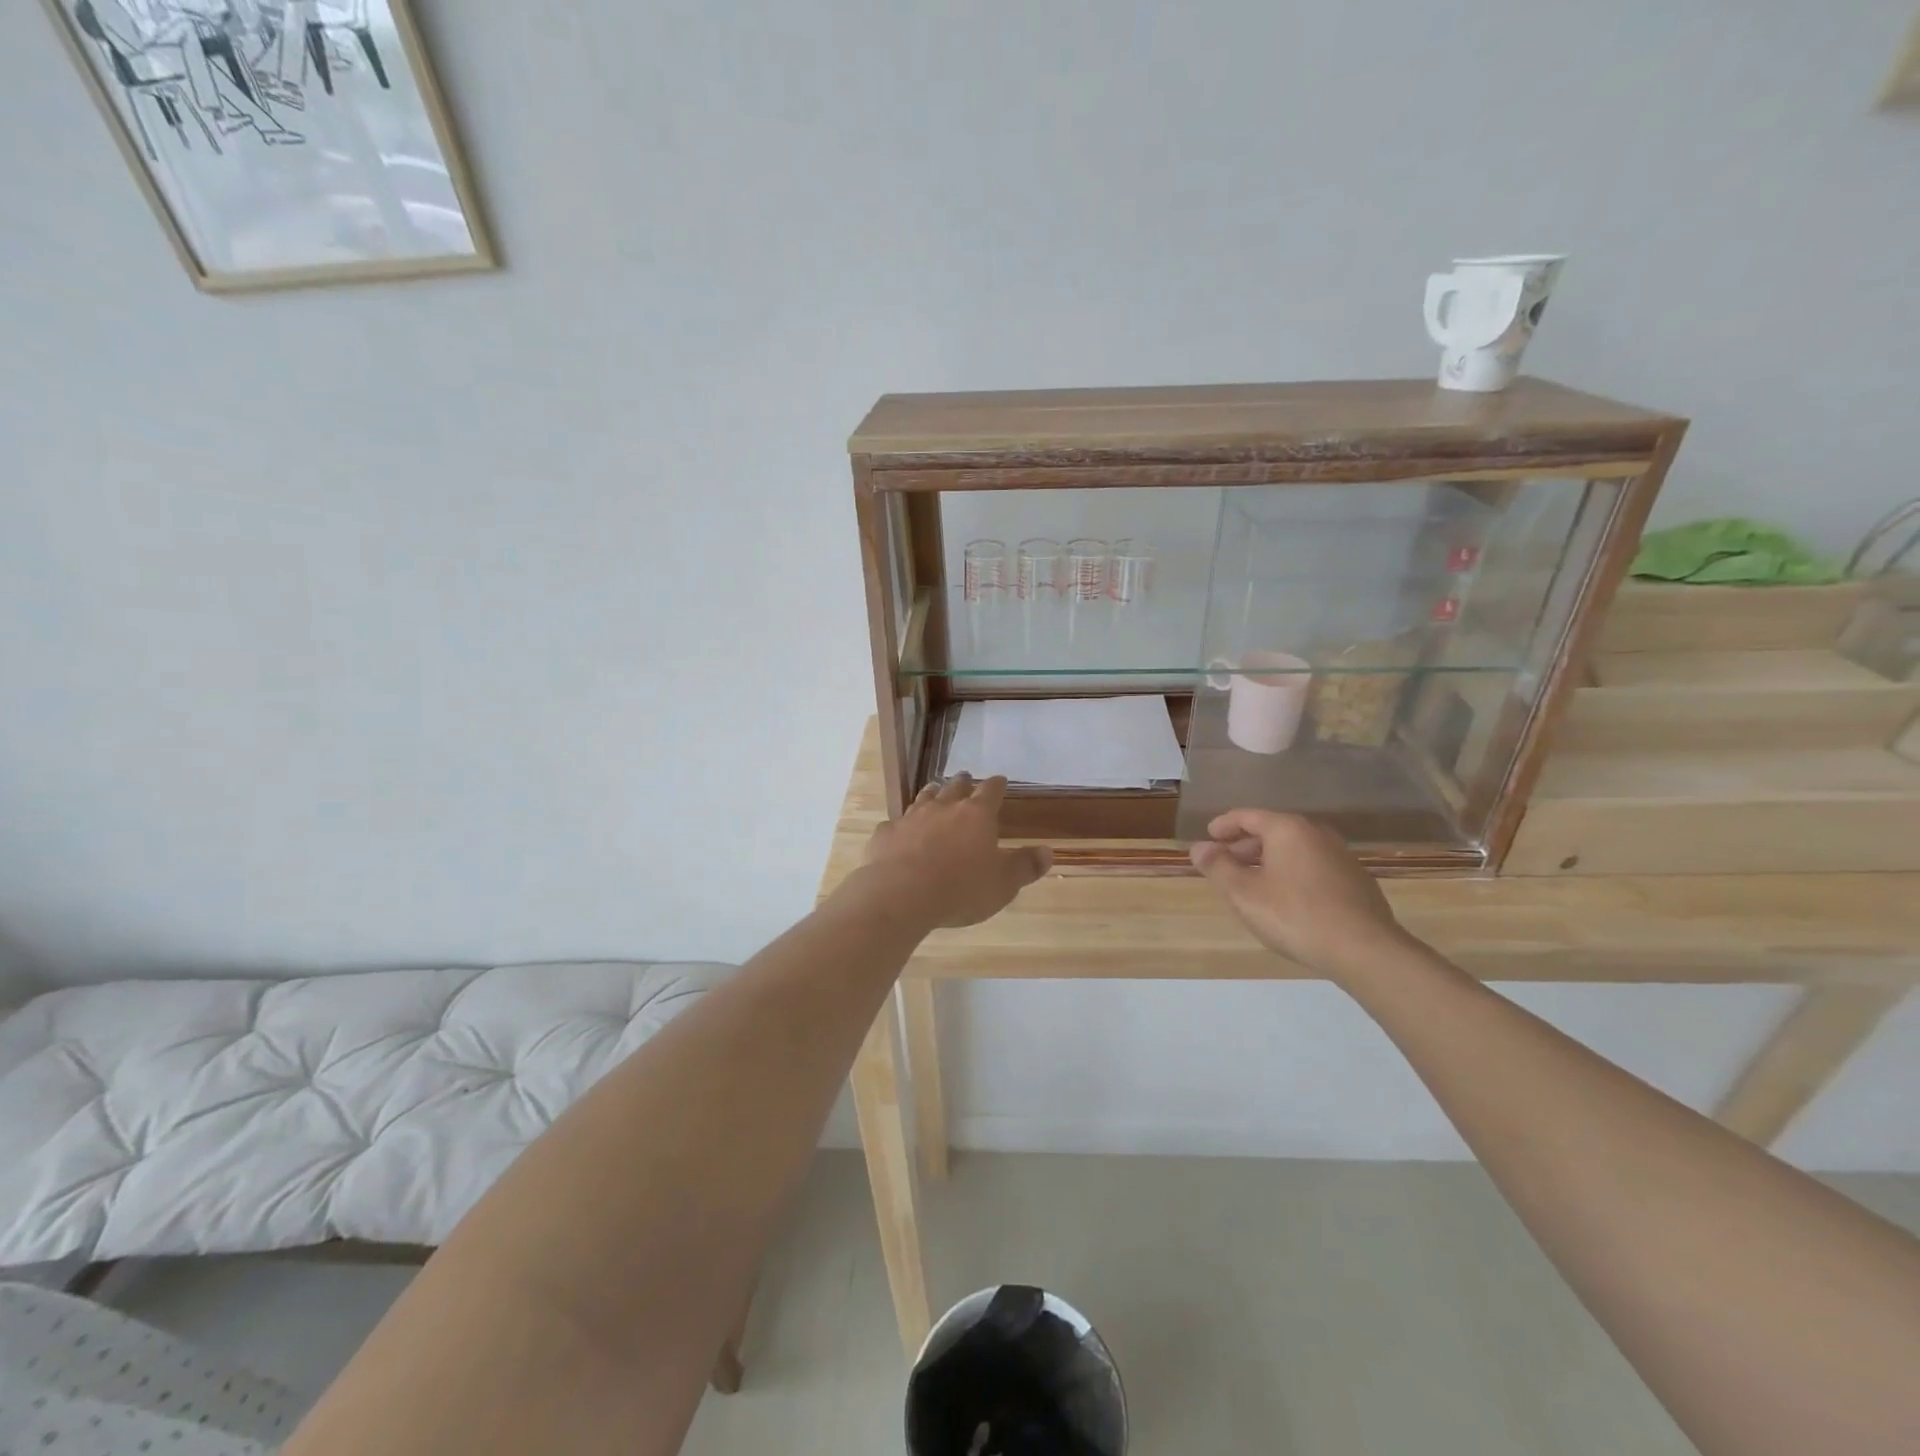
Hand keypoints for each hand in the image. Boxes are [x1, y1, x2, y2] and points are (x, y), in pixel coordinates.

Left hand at [852, 775, 1051, 929]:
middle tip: (965, 778)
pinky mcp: (886, 835)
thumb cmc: (960, 889)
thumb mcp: (1003, 884)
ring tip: (934, 790)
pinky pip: (895, 824)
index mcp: (976, 815)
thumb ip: (1025, 866)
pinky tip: (899, 831)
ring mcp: (911, 818)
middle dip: (962, 783)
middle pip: (954, 787)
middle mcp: (943, 808)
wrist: (900, 895)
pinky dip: (900, 826)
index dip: (997, 784)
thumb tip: (1047, 852)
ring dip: (932, 794)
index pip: (990, 791)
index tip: (1000, 780)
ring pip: (923, 798)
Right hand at [1189, 809, 1409, 975]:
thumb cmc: (1295, 915)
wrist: (1364, 949)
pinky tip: (1286, 899)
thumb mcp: (1243, 893)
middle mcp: (1316, 833)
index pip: (1248, 816)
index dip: (1224, 825)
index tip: (1208, 836)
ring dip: (1269, 861)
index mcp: (1287, 829)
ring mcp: (1340, 856)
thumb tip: (1199, 848)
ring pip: (1294, 850)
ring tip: (1252, 883)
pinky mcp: (1356, 880)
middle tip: (1225, 864)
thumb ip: (1217, 867)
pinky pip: (1313, 866)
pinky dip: (1292, 873)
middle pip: (1273, 831)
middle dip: (1245, 845)